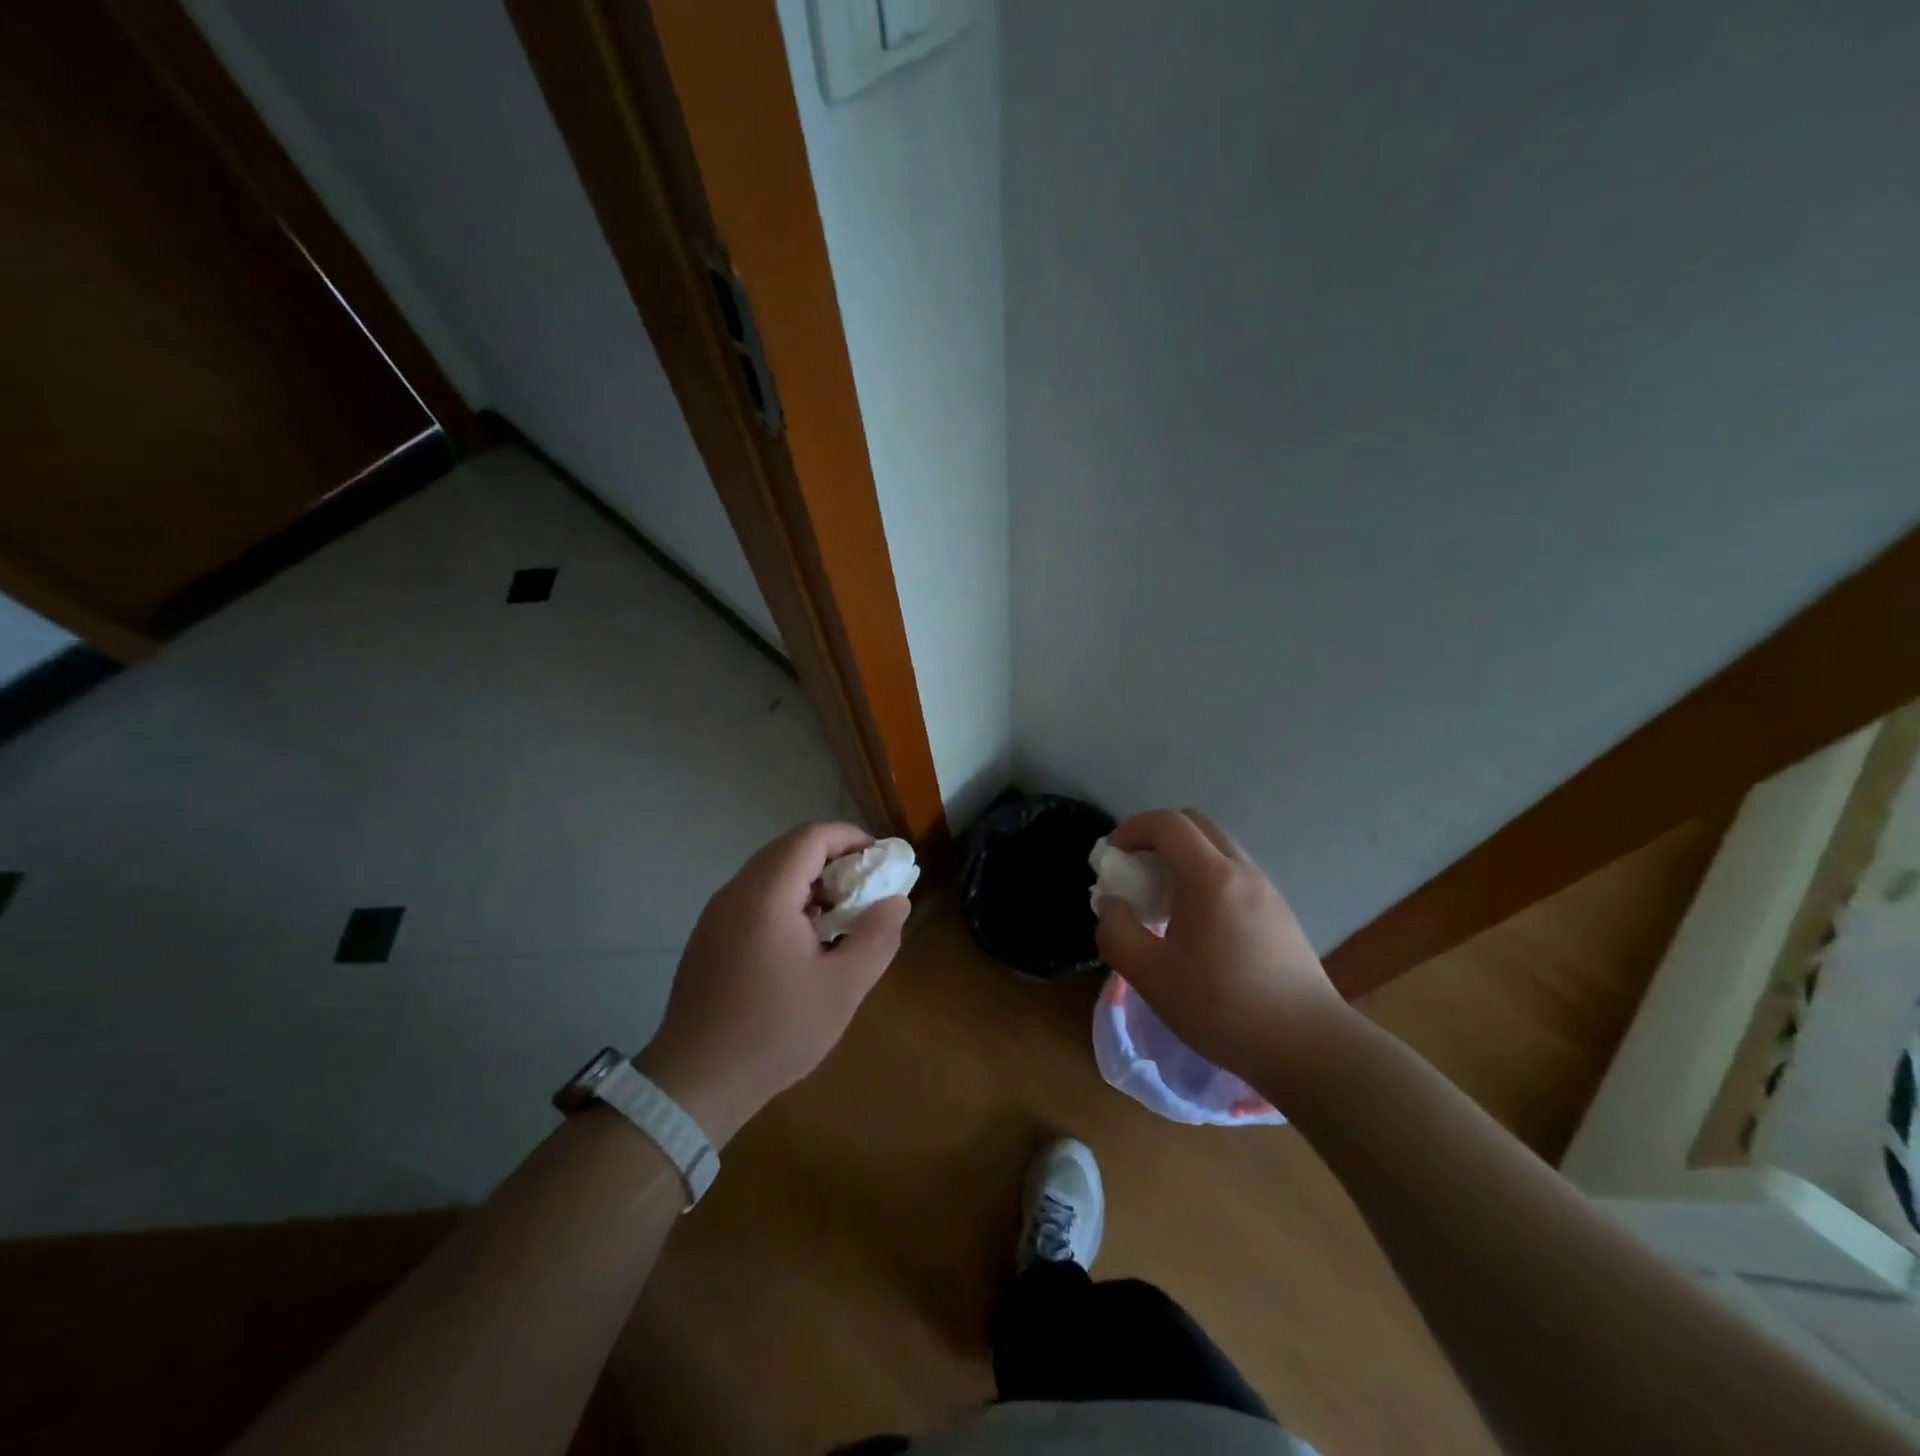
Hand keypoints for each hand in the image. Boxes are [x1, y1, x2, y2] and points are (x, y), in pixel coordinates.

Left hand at [636, 823, 910, 1145]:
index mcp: (766, 894)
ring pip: (771, 874)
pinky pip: (754, 898)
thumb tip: (896, 901)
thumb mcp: (842, 988)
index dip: (851, 839)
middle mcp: (736, 892)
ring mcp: (717, 914)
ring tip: (841, 920)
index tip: (881, 863)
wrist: (695, 1082)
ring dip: (811, 883)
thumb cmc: (774, 1031)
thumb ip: (876, 937)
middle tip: (866, 892)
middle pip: (789, 850)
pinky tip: (805, 944)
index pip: (811, 837)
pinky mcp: (709, 937)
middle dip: (834, 861)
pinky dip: (787, 902)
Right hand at [1094, 809, 1347, 1086]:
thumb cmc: (1222, 1008)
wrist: (1308, 1047)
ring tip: (1161, 901)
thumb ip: (1116, 932)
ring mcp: (1266, 889)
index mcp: (1210, 877)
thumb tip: (1113, 905)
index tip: (1111, 859)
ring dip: (1181, 857)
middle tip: (1134, 872)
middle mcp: (1241, 870)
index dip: (1131, 830)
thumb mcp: (1150, 976)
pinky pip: (1233, 873)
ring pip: (1217, 847)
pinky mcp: (1279, 912)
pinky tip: (1196, 925)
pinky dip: (1204, 877)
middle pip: (1194, 824)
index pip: (1166, 823)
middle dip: (1156, 837)